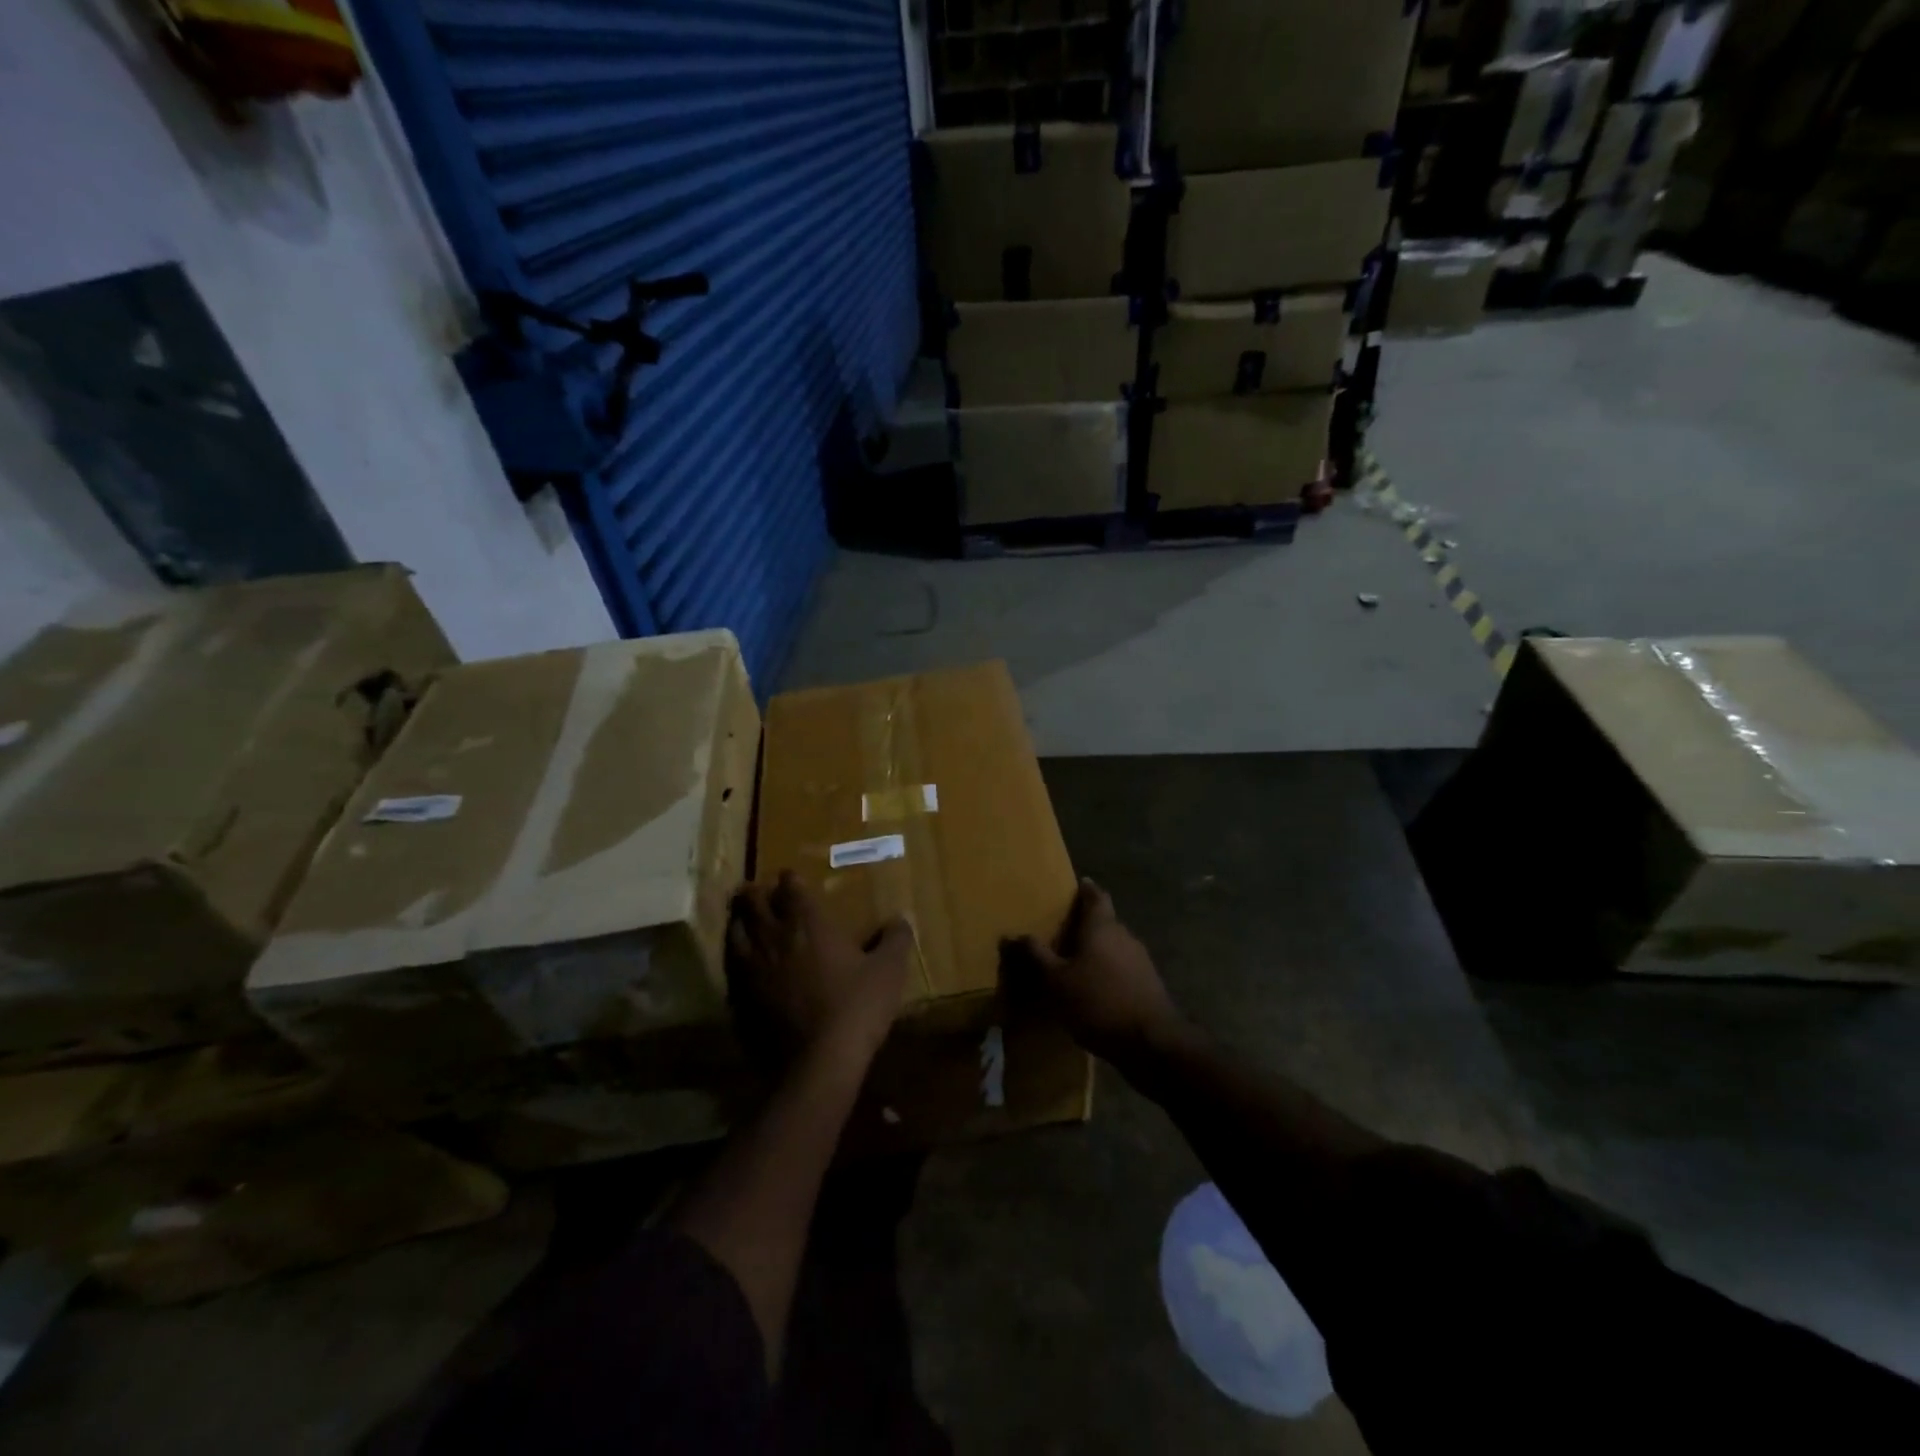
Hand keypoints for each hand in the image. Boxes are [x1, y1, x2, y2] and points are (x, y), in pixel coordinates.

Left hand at [728, 872, 913, 1070]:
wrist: (818, 1063)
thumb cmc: (856, 1007)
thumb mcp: (888, 971)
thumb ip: (896, 939)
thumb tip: (902, 918)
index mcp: (808, 923)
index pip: (790, 888)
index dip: (789, 879)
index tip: (789, 876)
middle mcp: (774, 938)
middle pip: (753, 903)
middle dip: (754, 892)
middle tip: (756, 889)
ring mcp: (752, 968)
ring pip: (735, 932)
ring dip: (738, 920)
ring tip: (741, 917)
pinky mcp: (741, 998)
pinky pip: (729, 967)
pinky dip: (732, 956)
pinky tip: (738, 962)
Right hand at [1008, 879, 1182, 1066]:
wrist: (1151, 1042)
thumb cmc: (1098, 1001)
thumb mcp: (1057, 981)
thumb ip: (1036, 956)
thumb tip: (1011, 935)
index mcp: (1103, 927)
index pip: (1096, 896)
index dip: (1086, 889)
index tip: (1077, 885)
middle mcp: (1125, 935)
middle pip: (1105, 921)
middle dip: (1086, 924)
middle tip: (1063, 929)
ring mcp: (1141, 960)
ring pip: (1114, 946)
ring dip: (1097, 950)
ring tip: (1075, 962)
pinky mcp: (1148, 984)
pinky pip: (1122, 968)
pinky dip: (1108, 971)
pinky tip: (1095, 989)